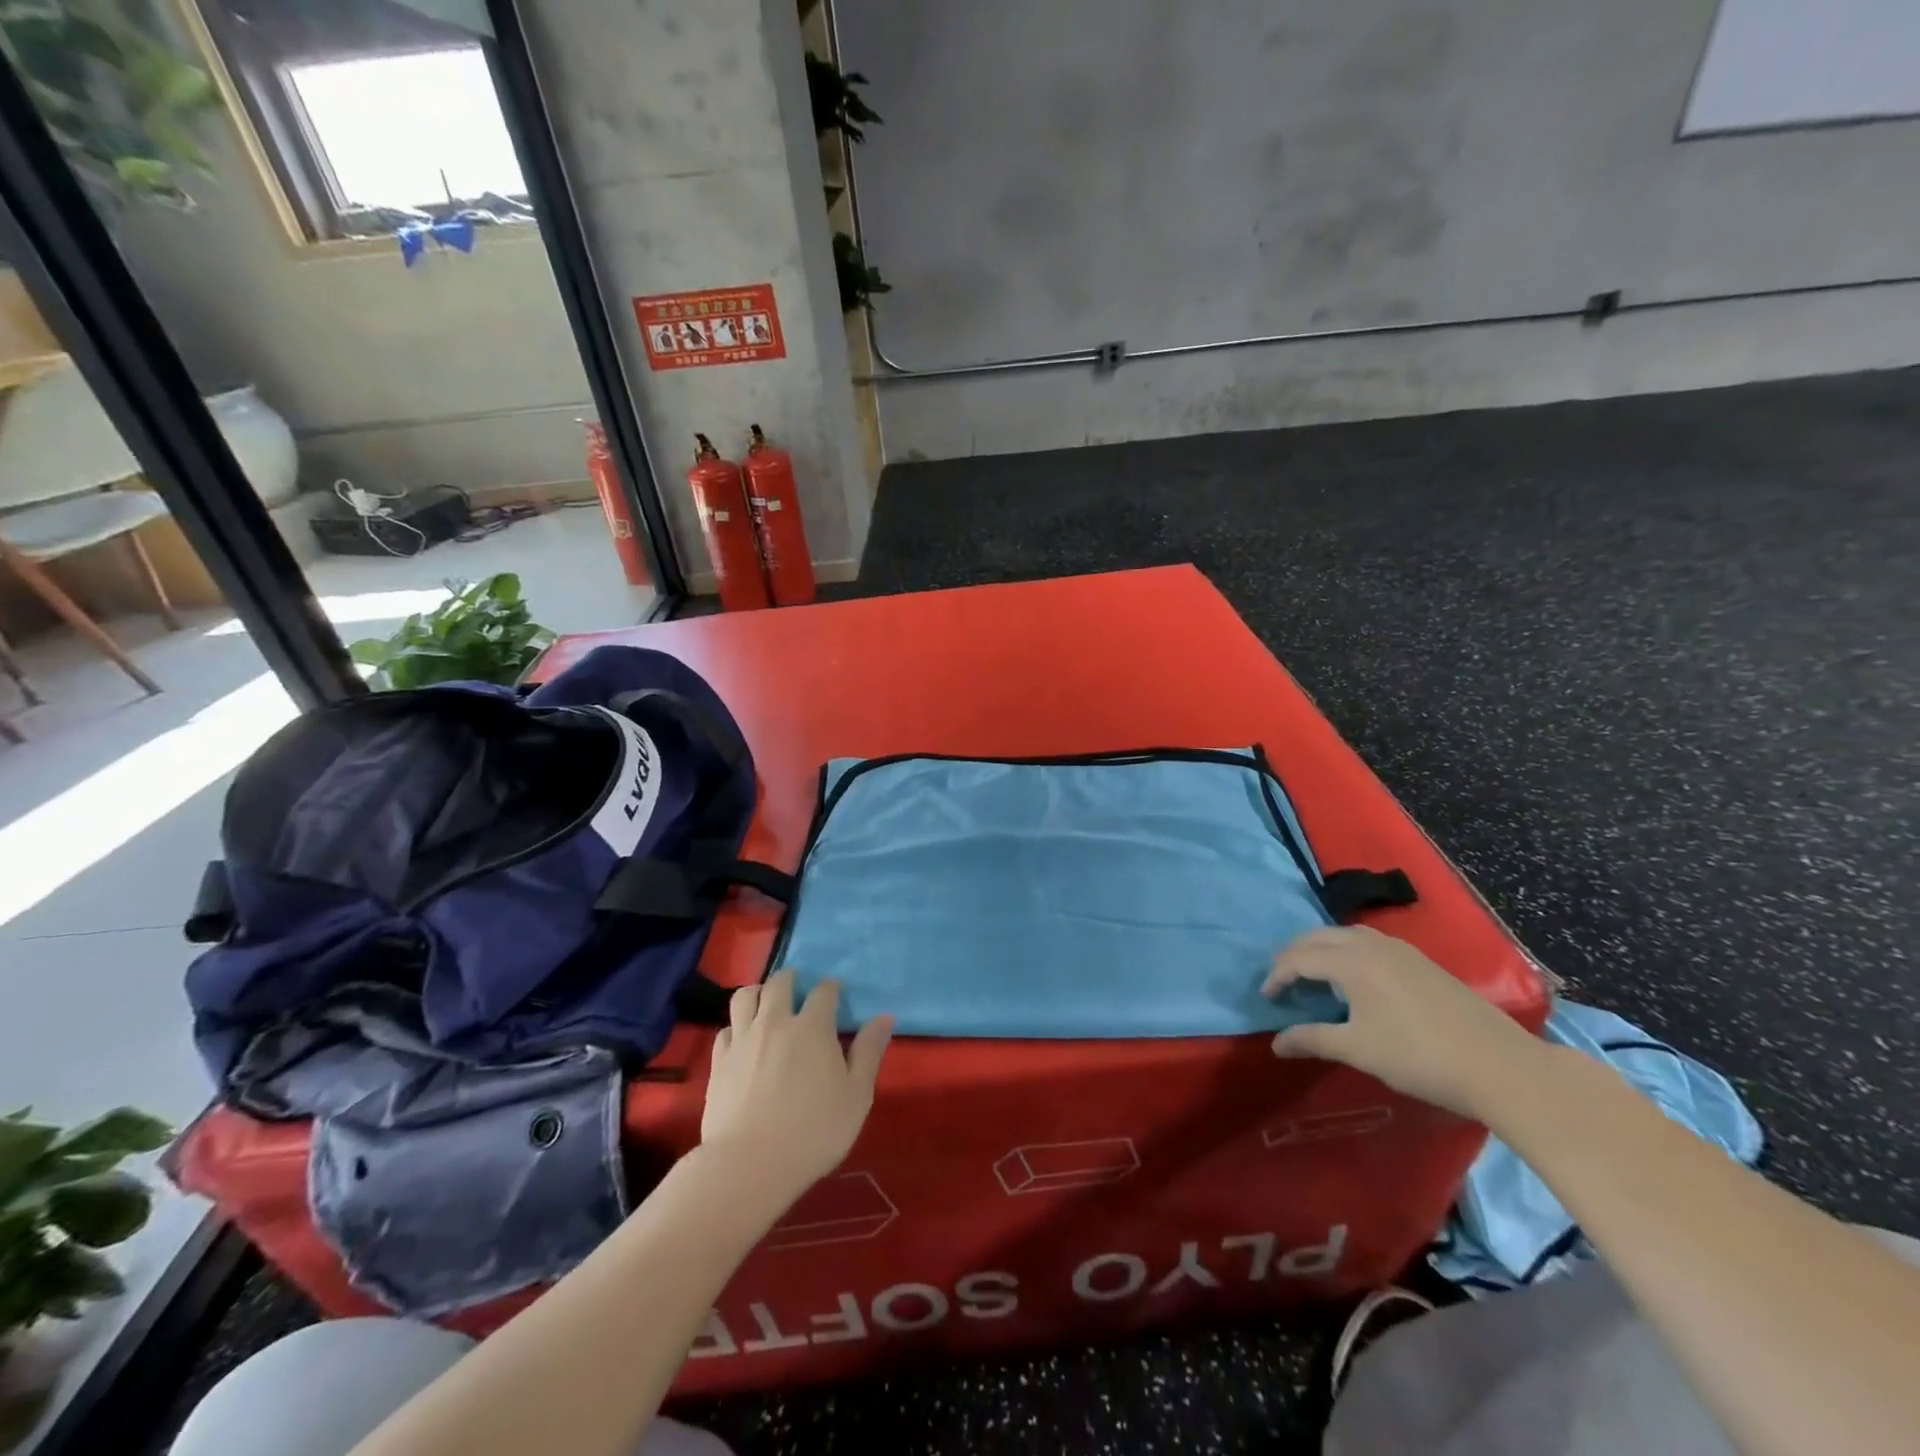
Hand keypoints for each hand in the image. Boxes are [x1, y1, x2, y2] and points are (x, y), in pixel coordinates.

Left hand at [700, 969, 893, 1195]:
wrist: (749, 1164)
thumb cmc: (813, 1131)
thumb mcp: (857, 1095)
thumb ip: (869, 1052)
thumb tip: (884, 1016)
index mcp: (813, 1026)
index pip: (824, 991)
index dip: (832, 988)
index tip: (836, 993)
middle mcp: (775, 1021)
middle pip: (780, 982)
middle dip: (792, 979)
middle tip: (798, 988)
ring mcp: (743, 1039)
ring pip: (746, 996)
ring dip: (759, 992)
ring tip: (766, 1003)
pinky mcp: (719, 1061)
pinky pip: (726, 1028)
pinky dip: (736, 1026)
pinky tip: (743, 1039)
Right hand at [1264, 926, 1546, 1119]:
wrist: (1500, 1066)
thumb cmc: (1419, 1057)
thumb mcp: (1358, 1050)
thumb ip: (1312, 1039)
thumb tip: (1276, 1043)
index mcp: (1352, 961)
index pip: (1299, 958)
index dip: (1277, 976)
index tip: (1266, 997)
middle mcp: (1372, 945)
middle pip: (1319, 937)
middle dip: (1295, 954)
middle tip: (1283, 980)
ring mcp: (1401, 950)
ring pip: (1346, 935)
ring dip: (1322, 949)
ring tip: (1313, 974)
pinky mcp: (1421, 962)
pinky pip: (1369, 942)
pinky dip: (1347, 951)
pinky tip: (1354, 978)